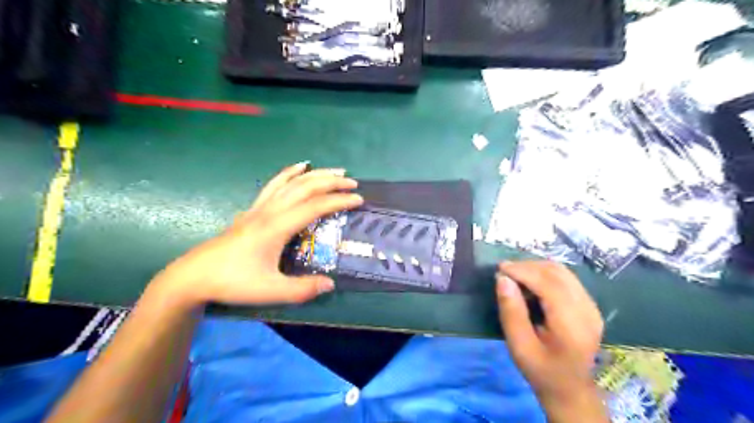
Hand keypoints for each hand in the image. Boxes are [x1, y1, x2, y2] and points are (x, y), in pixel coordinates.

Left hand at [155, 161, 361, 306]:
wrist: (194, 276)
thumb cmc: (233, 281)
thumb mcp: (271, 291)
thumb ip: (302, 289)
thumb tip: (330, 284)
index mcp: (277, 227)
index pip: (315, 206)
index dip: (339, 201)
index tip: (359, 200)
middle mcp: (270, 211)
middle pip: (305, 187)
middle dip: (331, 182)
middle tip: (353, 183)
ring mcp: (259, 208)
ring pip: (291, 181)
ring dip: (315, 174)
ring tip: (335, 170)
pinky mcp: (252, 210)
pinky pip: (274, 184)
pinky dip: (289, 173)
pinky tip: (299, 167)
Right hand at [499, 261, 607, 422]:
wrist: (570, 389)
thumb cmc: (541, 370)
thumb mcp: (519, 346)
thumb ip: (511, 312)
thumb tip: (502, 279)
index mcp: (572, 325)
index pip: (549, 284)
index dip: (523, 271)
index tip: (500, 269)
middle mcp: (587, 310)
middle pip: (557, 273)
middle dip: (528, 266)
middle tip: (504, 272)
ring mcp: (591, 306)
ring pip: (562, 272)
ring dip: (536, 268)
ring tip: (515, 275)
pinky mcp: (588, 305)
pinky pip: (566, 278)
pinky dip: (544, 274)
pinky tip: (530, 282)